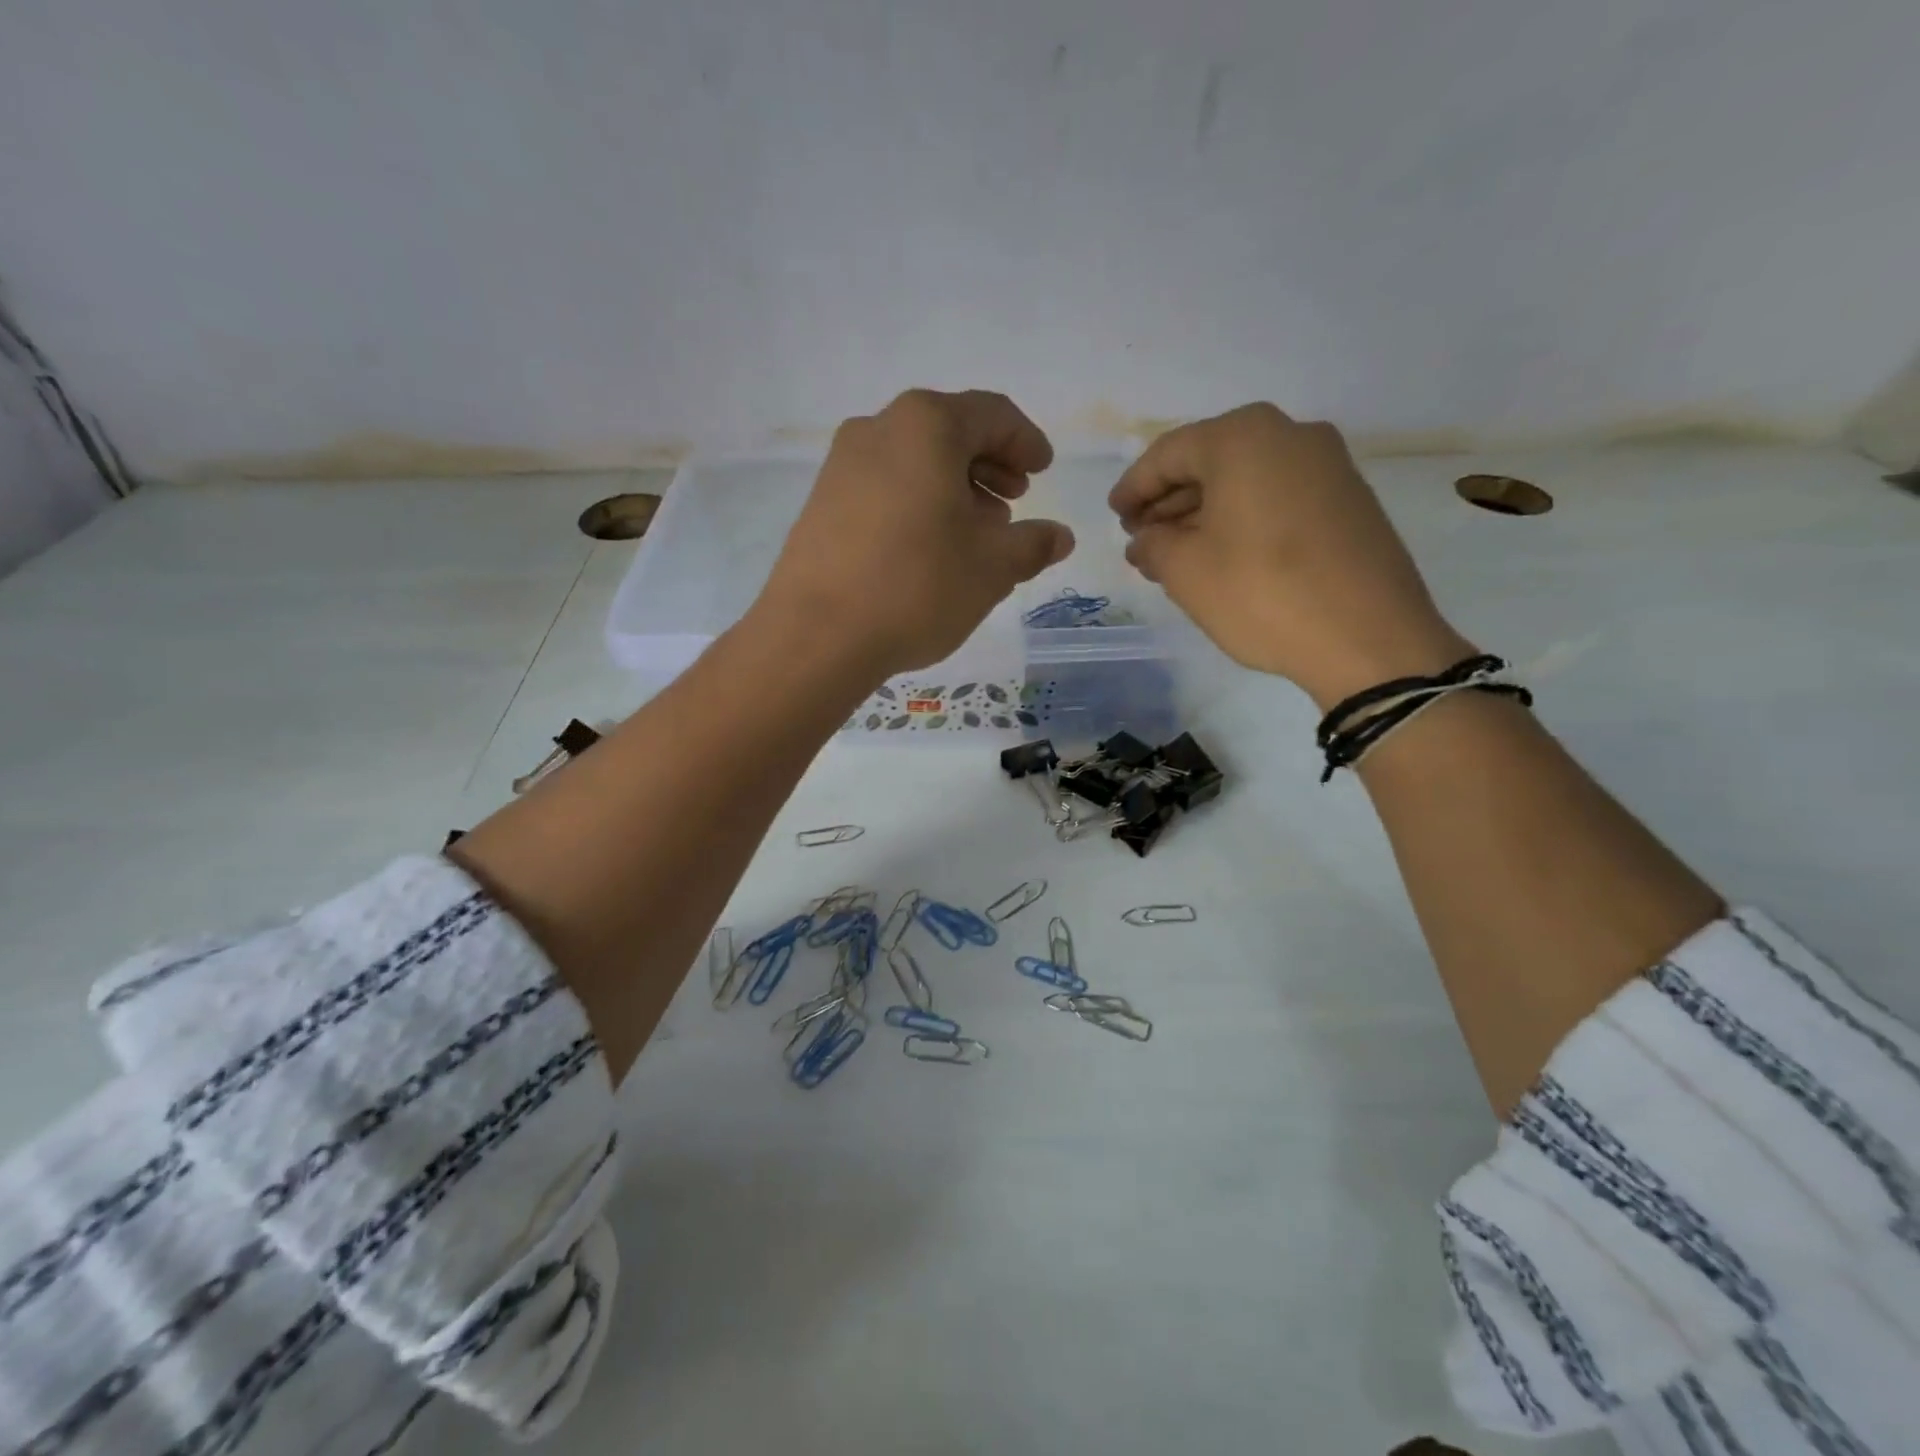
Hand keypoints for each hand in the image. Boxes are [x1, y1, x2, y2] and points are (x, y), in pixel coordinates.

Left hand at [756, 389, 1074, 678]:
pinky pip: (884, 485)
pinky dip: (917, 502)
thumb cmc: (918, 587)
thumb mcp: (993, 567)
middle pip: (949, 432)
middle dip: (989, 465)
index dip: (1025, 441)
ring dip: (954, 486)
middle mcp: (879, 428)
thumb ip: (1033, 544)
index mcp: (928, 426)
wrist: (817, 635)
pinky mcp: (821, 501)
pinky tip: (929, 545)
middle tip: (1014, 502)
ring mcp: (842, 464)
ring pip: (914, 460)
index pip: (992, 414)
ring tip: (976, 529)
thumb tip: (1060, 536)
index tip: (1043, 471)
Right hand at [1110, 403, 1470, 706]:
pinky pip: (1277, 496)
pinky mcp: (1349, 499)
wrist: (1369, 638)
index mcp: (1243, 438)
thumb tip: (1145, 539)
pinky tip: (1221, 555)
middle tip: (1141, 539)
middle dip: (1169, 501)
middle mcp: (1290, 434)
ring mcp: (1328, 465)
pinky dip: (1241, 519)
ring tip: (1174, 554)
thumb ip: (1152, 545)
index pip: (1168, 454)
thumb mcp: (1186, 571)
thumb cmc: (1262, 593)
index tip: (1114, 517)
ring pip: (1245, 480)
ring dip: (1203, 513)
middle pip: (1210, 461)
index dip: (1134, 488)